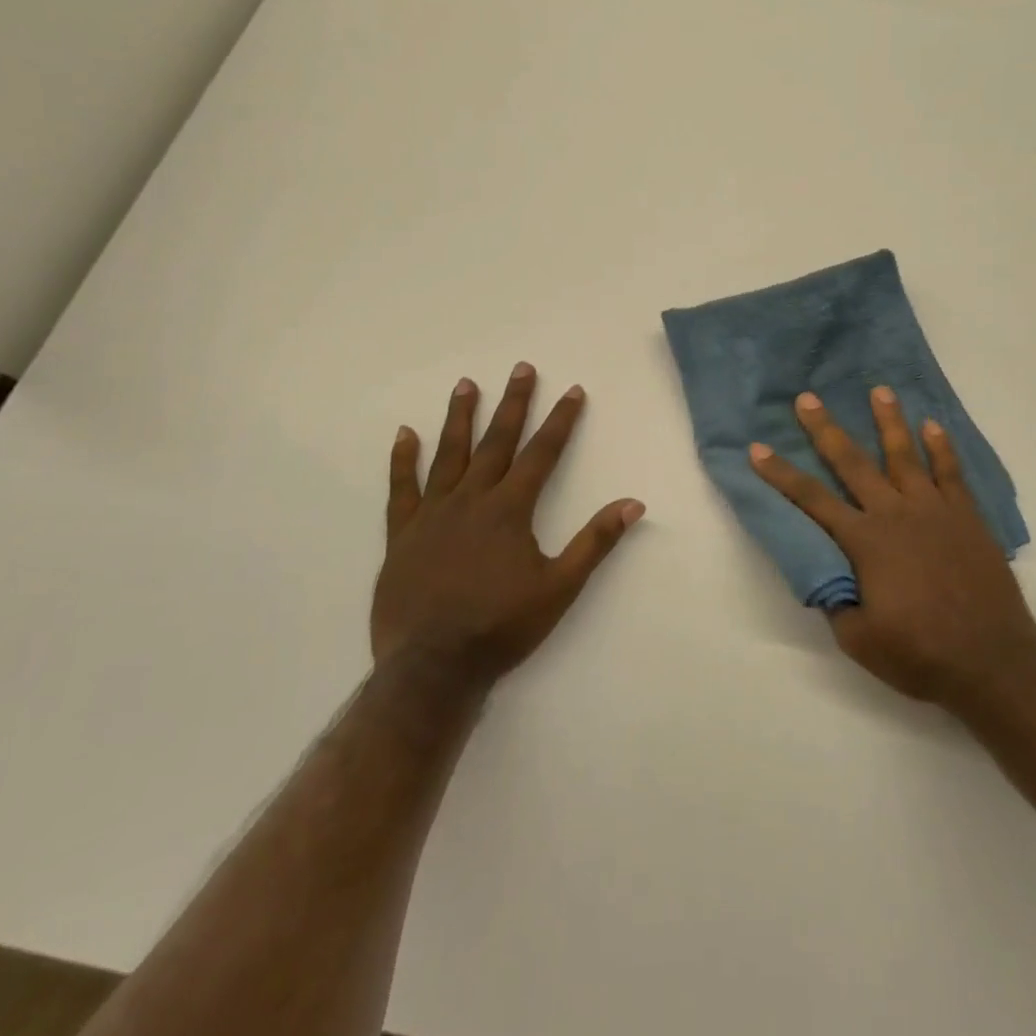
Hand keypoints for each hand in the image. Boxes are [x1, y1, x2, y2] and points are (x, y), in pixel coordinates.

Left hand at [374, 365, 644, 691]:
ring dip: (460, 417)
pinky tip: (404, 434)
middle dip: (513, 403)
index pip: (542, 453)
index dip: (561, 421)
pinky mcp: (403, 534)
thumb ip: (595, 542)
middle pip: (497, 441)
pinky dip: (403, 460)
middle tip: (521, 368)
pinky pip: (402, 489)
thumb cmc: (502, 627)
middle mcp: (472, 500)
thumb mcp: (560, 587)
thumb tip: (633, 503)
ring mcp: (433, 514)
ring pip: (449, 454)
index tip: (572, 390)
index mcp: (510, 510)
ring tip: (466, 384)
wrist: (433, 668)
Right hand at [749, 387, 1035, 712]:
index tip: (757, 449)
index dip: (781, 474)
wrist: (993, 662)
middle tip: (808, 398)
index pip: (812, 500)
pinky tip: (933, 426)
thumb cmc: (921, 654)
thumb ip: (838, 603)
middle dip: (826, 429)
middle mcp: (895, 514)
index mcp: (865, 542)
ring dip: (889, 421)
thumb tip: (828, 578)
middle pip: (853, 463)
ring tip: (879, 390)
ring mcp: (934, 511)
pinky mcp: (966, 517)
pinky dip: (942, 448)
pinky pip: (952, 473)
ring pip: (905, 455)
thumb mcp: (859, 640)